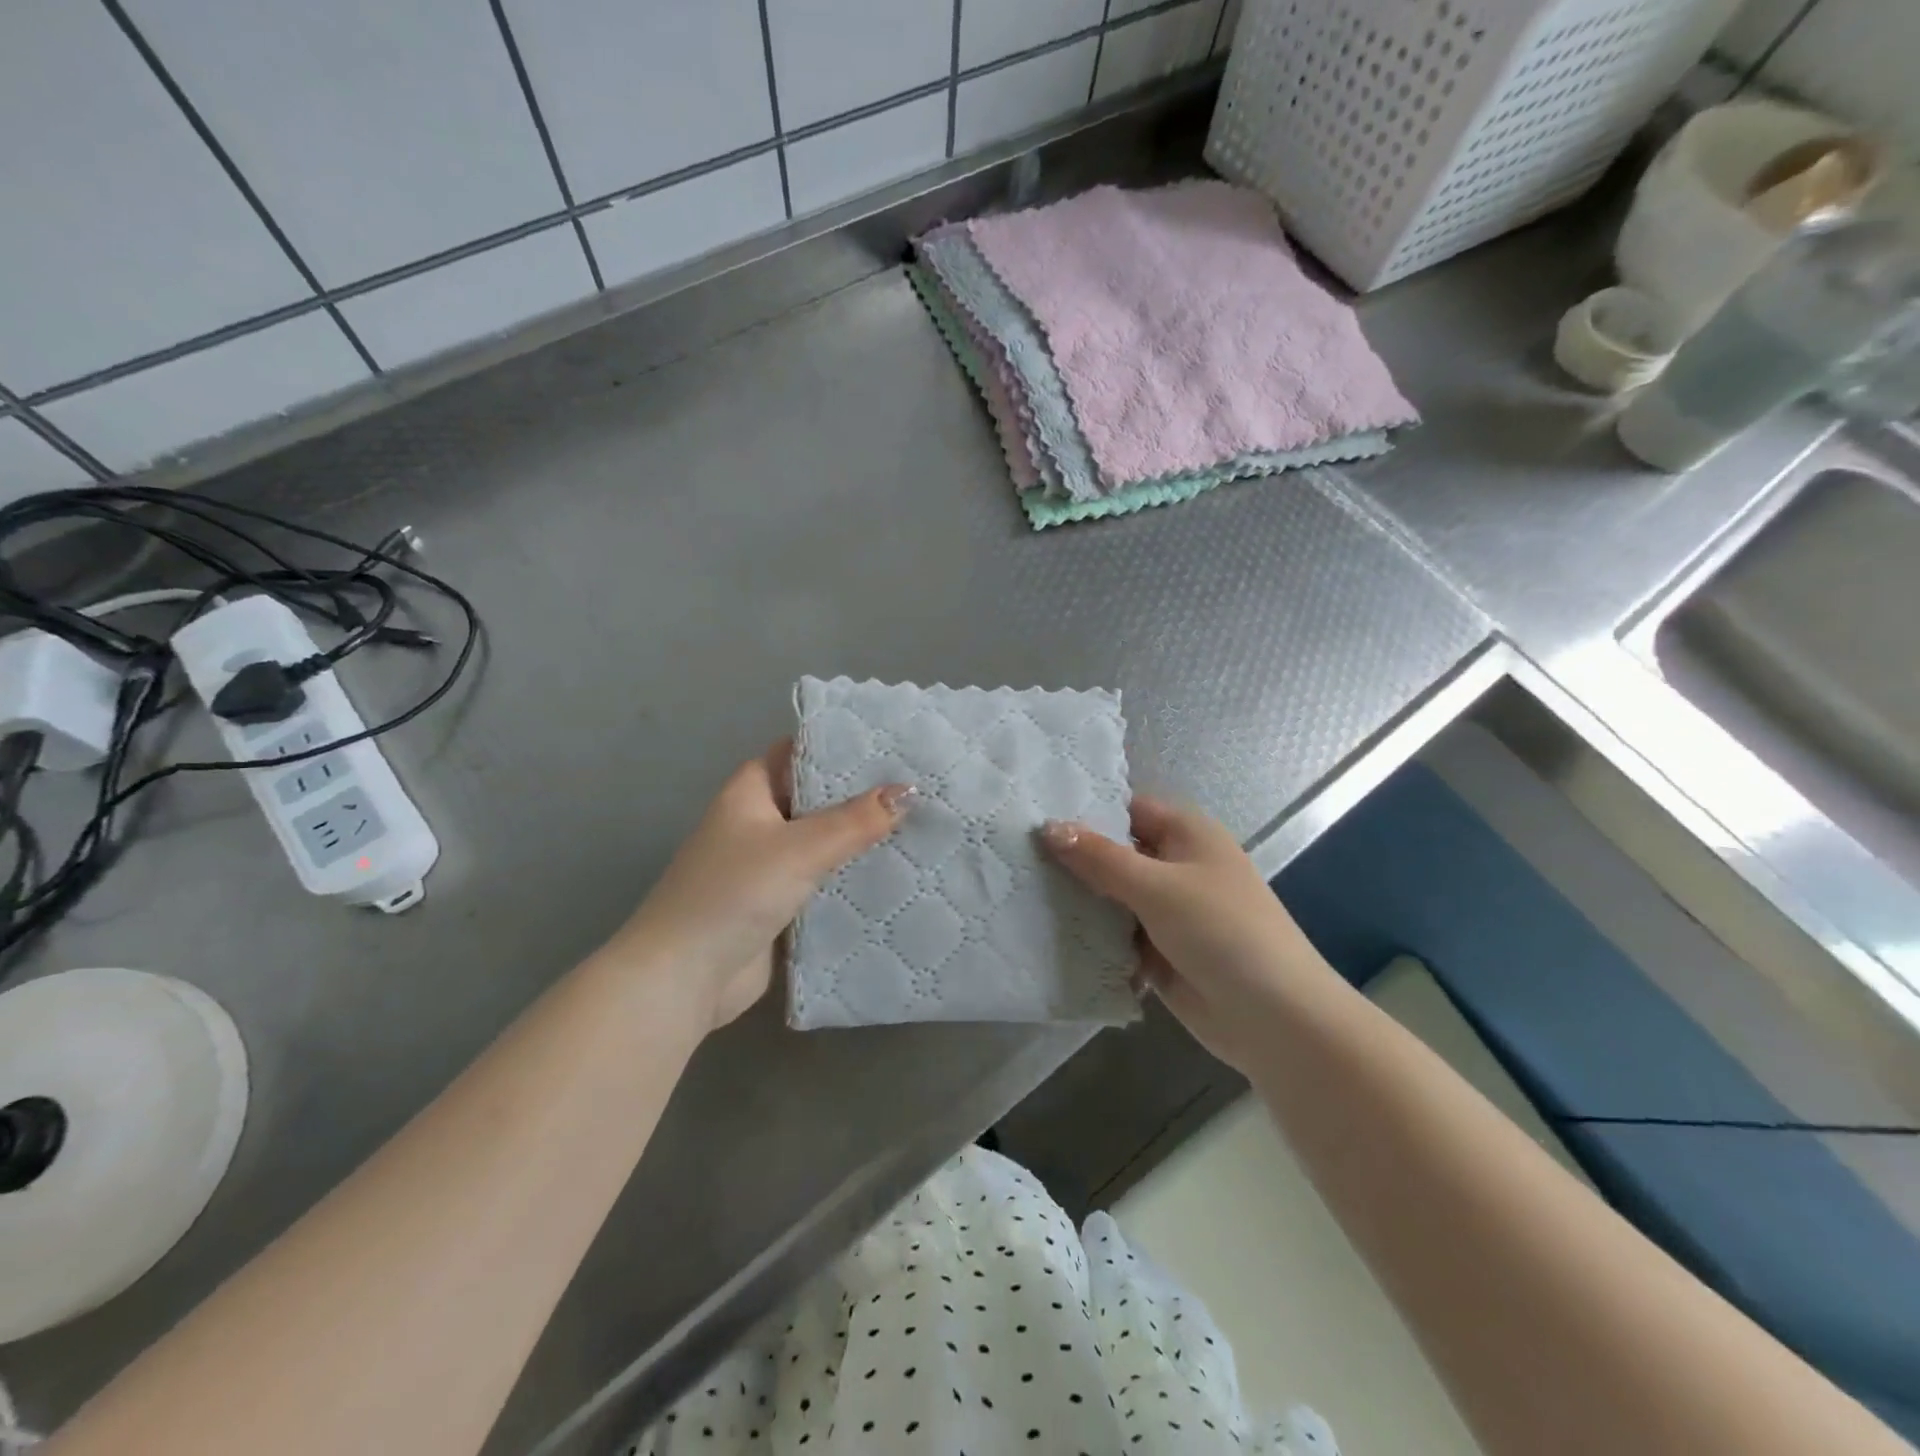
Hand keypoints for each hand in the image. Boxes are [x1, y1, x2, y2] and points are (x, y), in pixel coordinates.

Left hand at [604, 742, 911, 1030]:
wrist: (682, 978)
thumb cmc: (733, 893)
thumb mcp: (799, 848)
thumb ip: (855, 820)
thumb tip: (910, 790)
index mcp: (751, 791)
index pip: (801, 753)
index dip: (842, 746)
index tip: (895, 745)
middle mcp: (759, 822)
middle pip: (818, 798)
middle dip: (864, 795)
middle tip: (924, 785)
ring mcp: (769, 865)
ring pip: (824, 842)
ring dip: (862, 838)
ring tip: (923, 824)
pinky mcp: (780, 904)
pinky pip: (823, 880)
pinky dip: (852, 876)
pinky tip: (897, 873)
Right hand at [1043, 797, 1334, 1074]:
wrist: (1275, 1018)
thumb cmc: (1222, 931)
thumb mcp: (1157, 886)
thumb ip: (1100, 858)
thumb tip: (1048, 827)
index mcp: (1186, 834)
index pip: (1126, 809)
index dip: (1084, 811)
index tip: (1031, 815)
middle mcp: (1176, 866)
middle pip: (1114, 853)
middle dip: (1072, 859)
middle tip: (1013, 856)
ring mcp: (1167, 911)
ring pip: (1111, 896)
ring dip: (1078, 900)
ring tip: (1017, 892)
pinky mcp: (1158, 952)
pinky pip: (1116, 935)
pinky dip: (1091, 937)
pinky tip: (1045, 935)